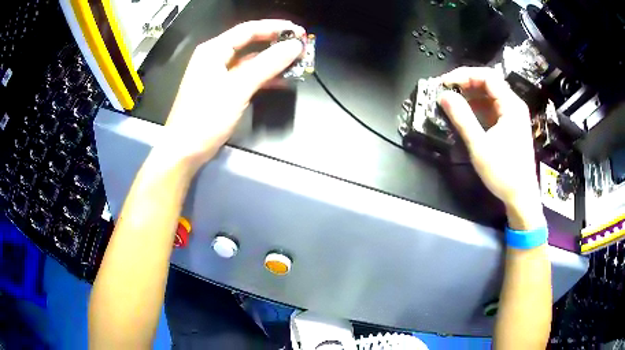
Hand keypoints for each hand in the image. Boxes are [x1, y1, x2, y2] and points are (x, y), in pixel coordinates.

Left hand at [160, 20, 304, 170]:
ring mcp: (218, 74)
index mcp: (213, 50)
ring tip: (296, 63)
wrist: (184, 150)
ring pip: (250, 61)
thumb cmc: (205, 117)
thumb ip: (267, 64)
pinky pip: (247, 76)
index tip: (299, 32)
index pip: (248, 29)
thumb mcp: (237, 88)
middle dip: (275, 44)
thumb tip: (294, 46)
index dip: (275, 27)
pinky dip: (263, 76)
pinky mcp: (222, 90)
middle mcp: (215, 58)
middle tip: (300, 47)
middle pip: (250, 43)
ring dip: (272, 61)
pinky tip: (281, 80)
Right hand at [439, 67, 544, 229]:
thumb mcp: (480, 146)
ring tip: (452, 102)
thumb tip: (444, 96)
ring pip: (489, 96)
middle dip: (466, 84)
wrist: (521, 197)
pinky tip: (466, 115)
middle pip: (488, 83)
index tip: (446, 83)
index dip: (464, 75)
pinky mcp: (509, 126)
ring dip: (470, 96)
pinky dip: (477, 108)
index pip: (487, 77)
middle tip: (446, 91)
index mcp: (511, 106)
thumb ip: (462, 118)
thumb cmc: (504, 173)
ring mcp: (512, 116)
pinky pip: (491, 109)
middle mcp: (513, 106)